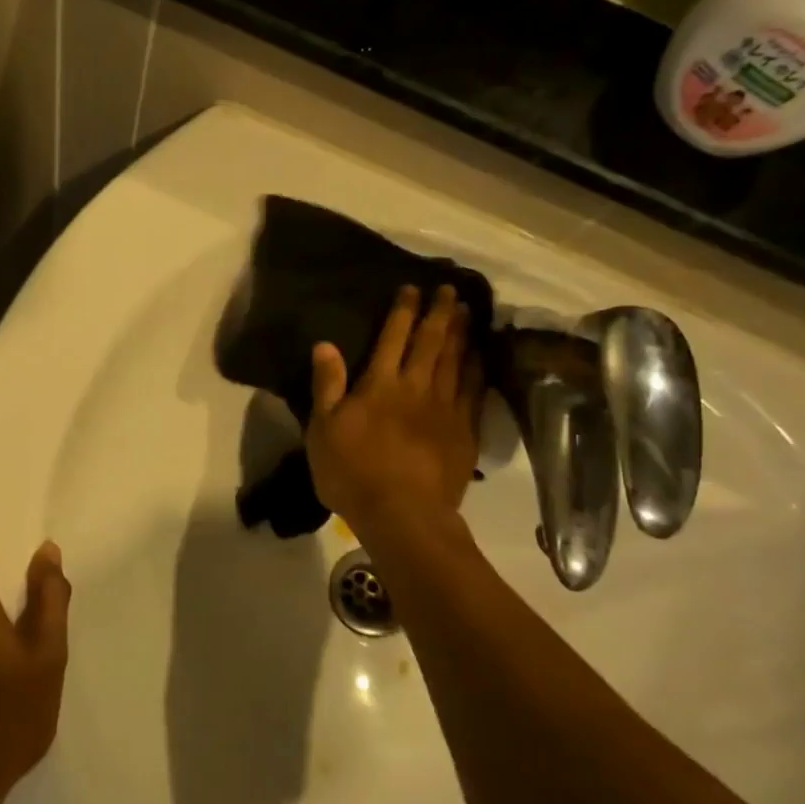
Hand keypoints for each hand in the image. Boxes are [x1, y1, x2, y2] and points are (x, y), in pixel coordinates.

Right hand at [307, 286, 484, 533]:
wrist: (402, 514)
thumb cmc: (352, 472)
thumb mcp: (322, 430)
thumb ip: (327, 385)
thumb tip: (325, 345)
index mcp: (380, 384)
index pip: (394, 337)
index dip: (403, 311)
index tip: (413, 289)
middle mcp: (416, 387)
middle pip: (432, 342)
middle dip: (441, 313)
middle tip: (451, 289)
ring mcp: (445, 408)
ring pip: (457, 361)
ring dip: (462, 334)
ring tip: (469, 312)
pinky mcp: (464, 431)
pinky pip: (475, 390)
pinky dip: (478, 368)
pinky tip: (481, 357)